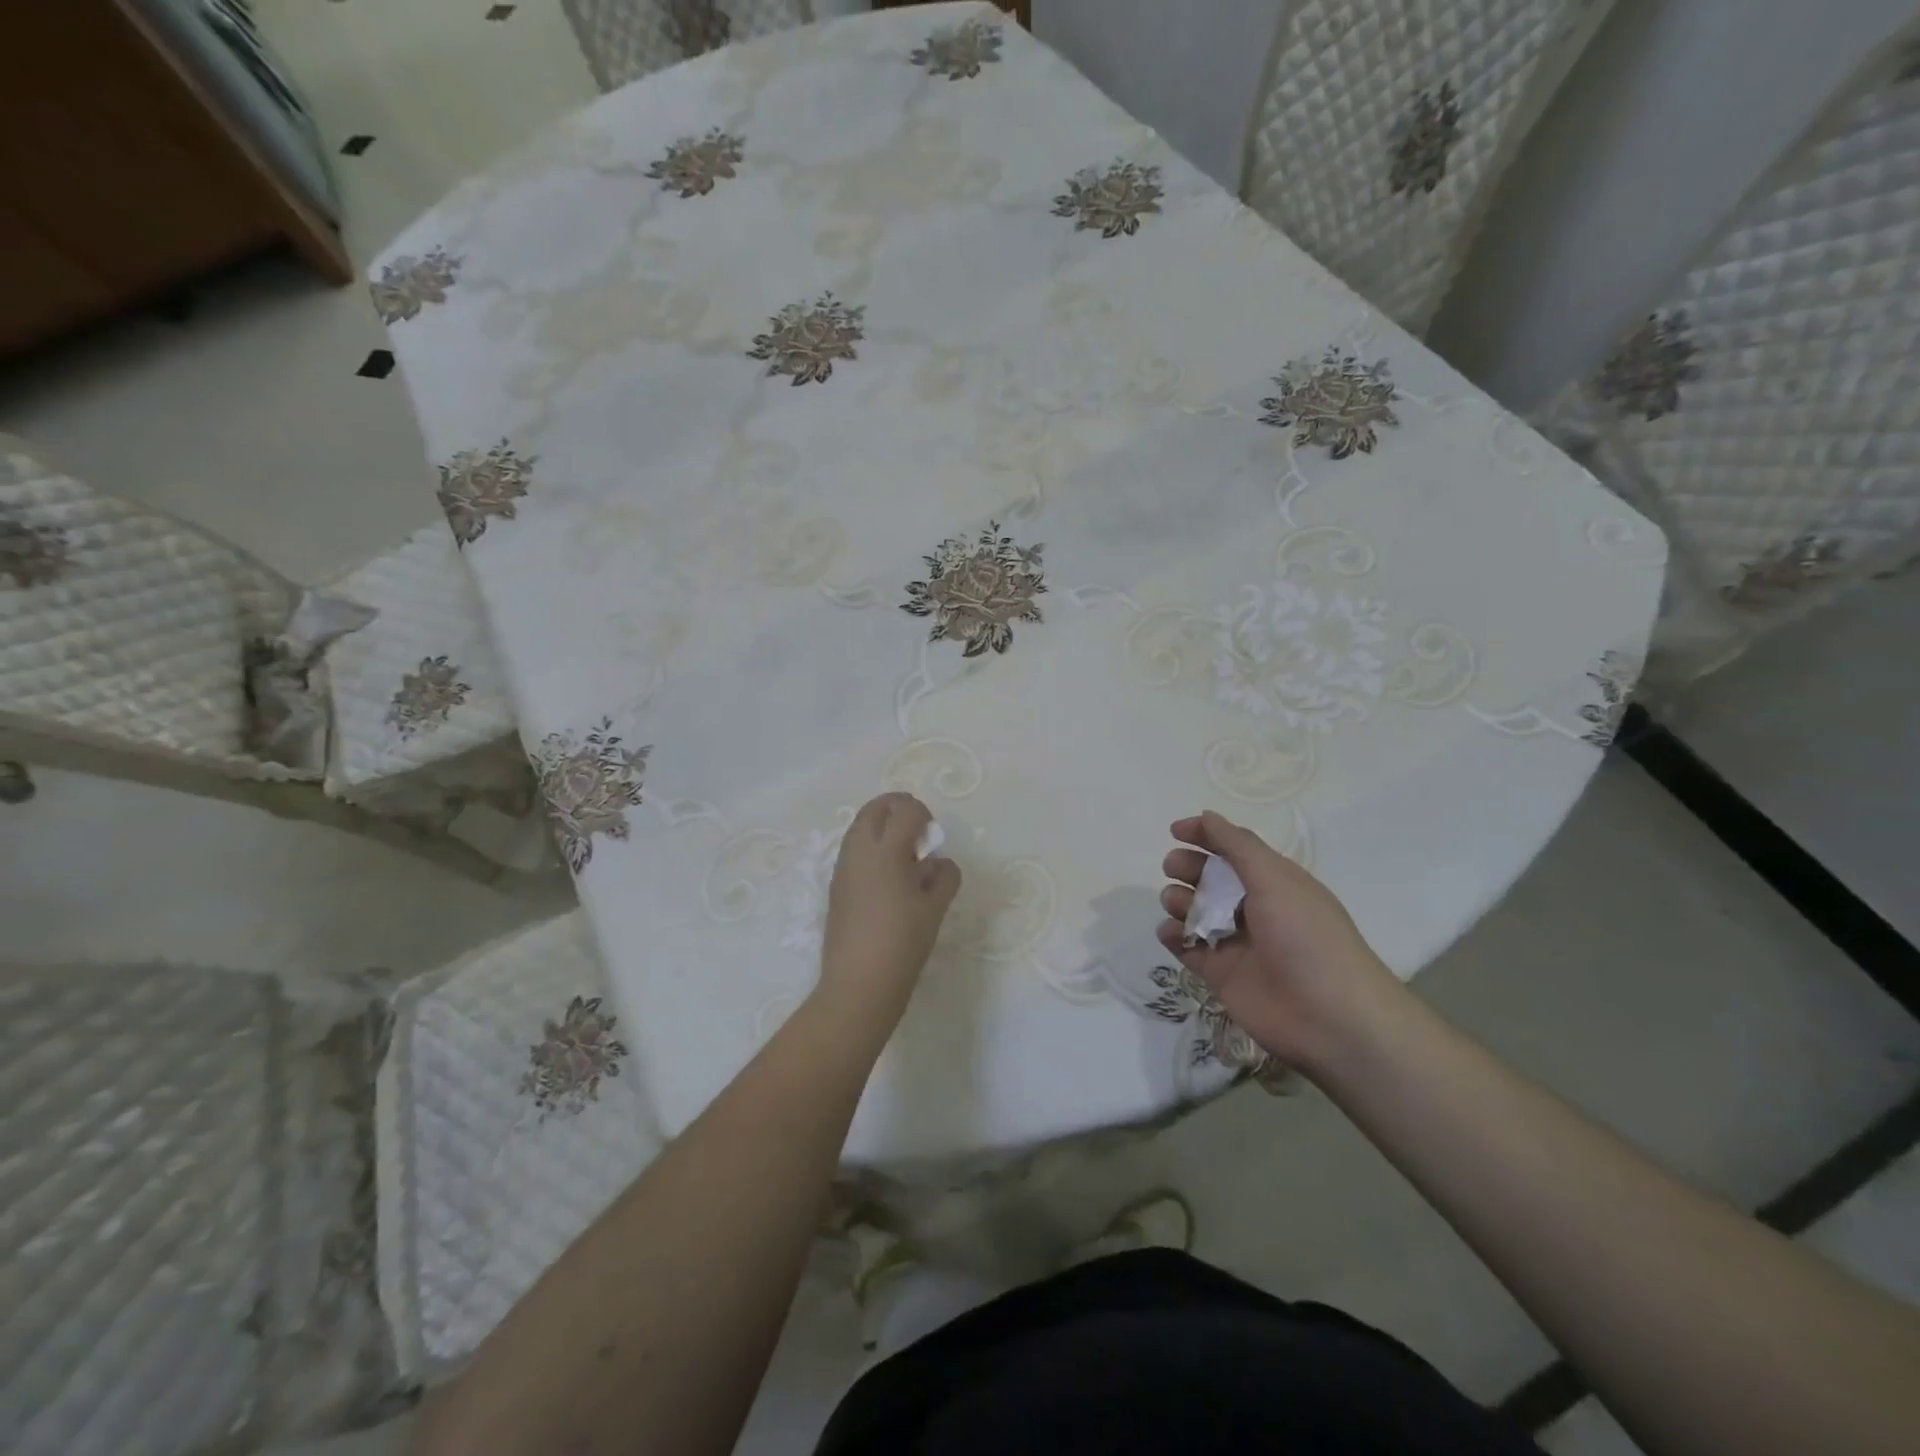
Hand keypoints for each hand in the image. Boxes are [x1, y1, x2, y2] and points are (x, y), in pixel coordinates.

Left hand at [817, 793, 961, 1033]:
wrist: (858, 985)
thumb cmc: (902, 944)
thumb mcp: (934, 910)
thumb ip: (944, 878)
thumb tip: (941, 863)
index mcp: (886, 851)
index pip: (905, 810)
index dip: (923, 813)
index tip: (933, 834)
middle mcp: (859, 852)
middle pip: (874, 809)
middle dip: (897, 808)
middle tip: (917, 830)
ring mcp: (843, 868)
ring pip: (859, 827)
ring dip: (881, 827)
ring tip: (904, 855)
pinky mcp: (836, 887)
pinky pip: (853, 851)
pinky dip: (870, 848)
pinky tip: (888, 878)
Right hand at [1156, 811, 1406, 1074]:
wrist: (1330, 1018)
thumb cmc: (1306, 937)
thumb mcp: (1275, 879)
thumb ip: (1237, 845)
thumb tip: (1207, 816)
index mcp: (1275, 882)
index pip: (1235, 850)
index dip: (1206, 836)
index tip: (1175, 830)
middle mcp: (1255, 908)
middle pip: (1210, 879)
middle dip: (1188, 867)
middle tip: (1174, 868)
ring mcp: (1237, 943)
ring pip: (1195, 912)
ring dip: (1178, 900)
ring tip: (1177, 905)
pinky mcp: (1220, 974)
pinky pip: (1188, 948)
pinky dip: (1173, 936)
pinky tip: (1170, 932)